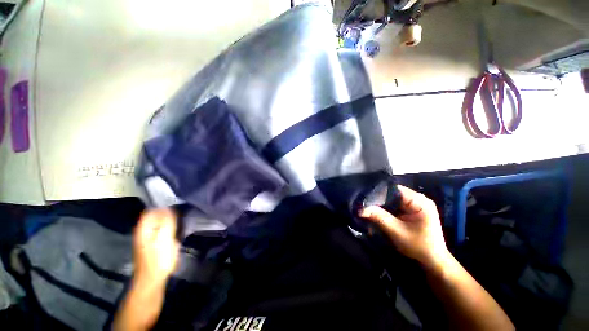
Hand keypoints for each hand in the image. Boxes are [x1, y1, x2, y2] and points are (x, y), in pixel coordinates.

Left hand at [133, 209, 179, 285]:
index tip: (177, 208)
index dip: (163, 208)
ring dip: (169, 222)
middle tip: (181, 216)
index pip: (151, 211)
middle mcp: (143, 231)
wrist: (152, 279)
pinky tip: (176, 232)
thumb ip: (166, 222)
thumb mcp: (164, 238)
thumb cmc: (159, 258)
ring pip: (159, 224)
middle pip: (155, 216)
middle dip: (167, 214)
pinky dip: (168, 229)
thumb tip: (168, 208)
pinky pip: (161, 231)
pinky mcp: (153, 244)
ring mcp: (147, 238)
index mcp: (143, 229)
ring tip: (181, 222)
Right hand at [359, 185, 449, 268]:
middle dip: (378, 198)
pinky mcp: (412, 209)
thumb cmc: (419, 247)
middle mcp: (419, 199)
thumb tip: (360, 208)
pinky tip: (377, 211)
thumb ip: (379, 217)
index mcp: (420, 201)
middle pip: (393, 193)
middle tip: (364, 203)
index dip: (379, 192)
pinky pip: (395, 204)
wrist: (433, 261)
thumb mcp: (397, 232)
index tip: (364, 198)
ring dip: (381, 203)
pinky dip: (386, 208)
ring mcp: (415, 203)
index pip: (395, 189)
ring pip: (392, 198)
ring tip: (368, 206)